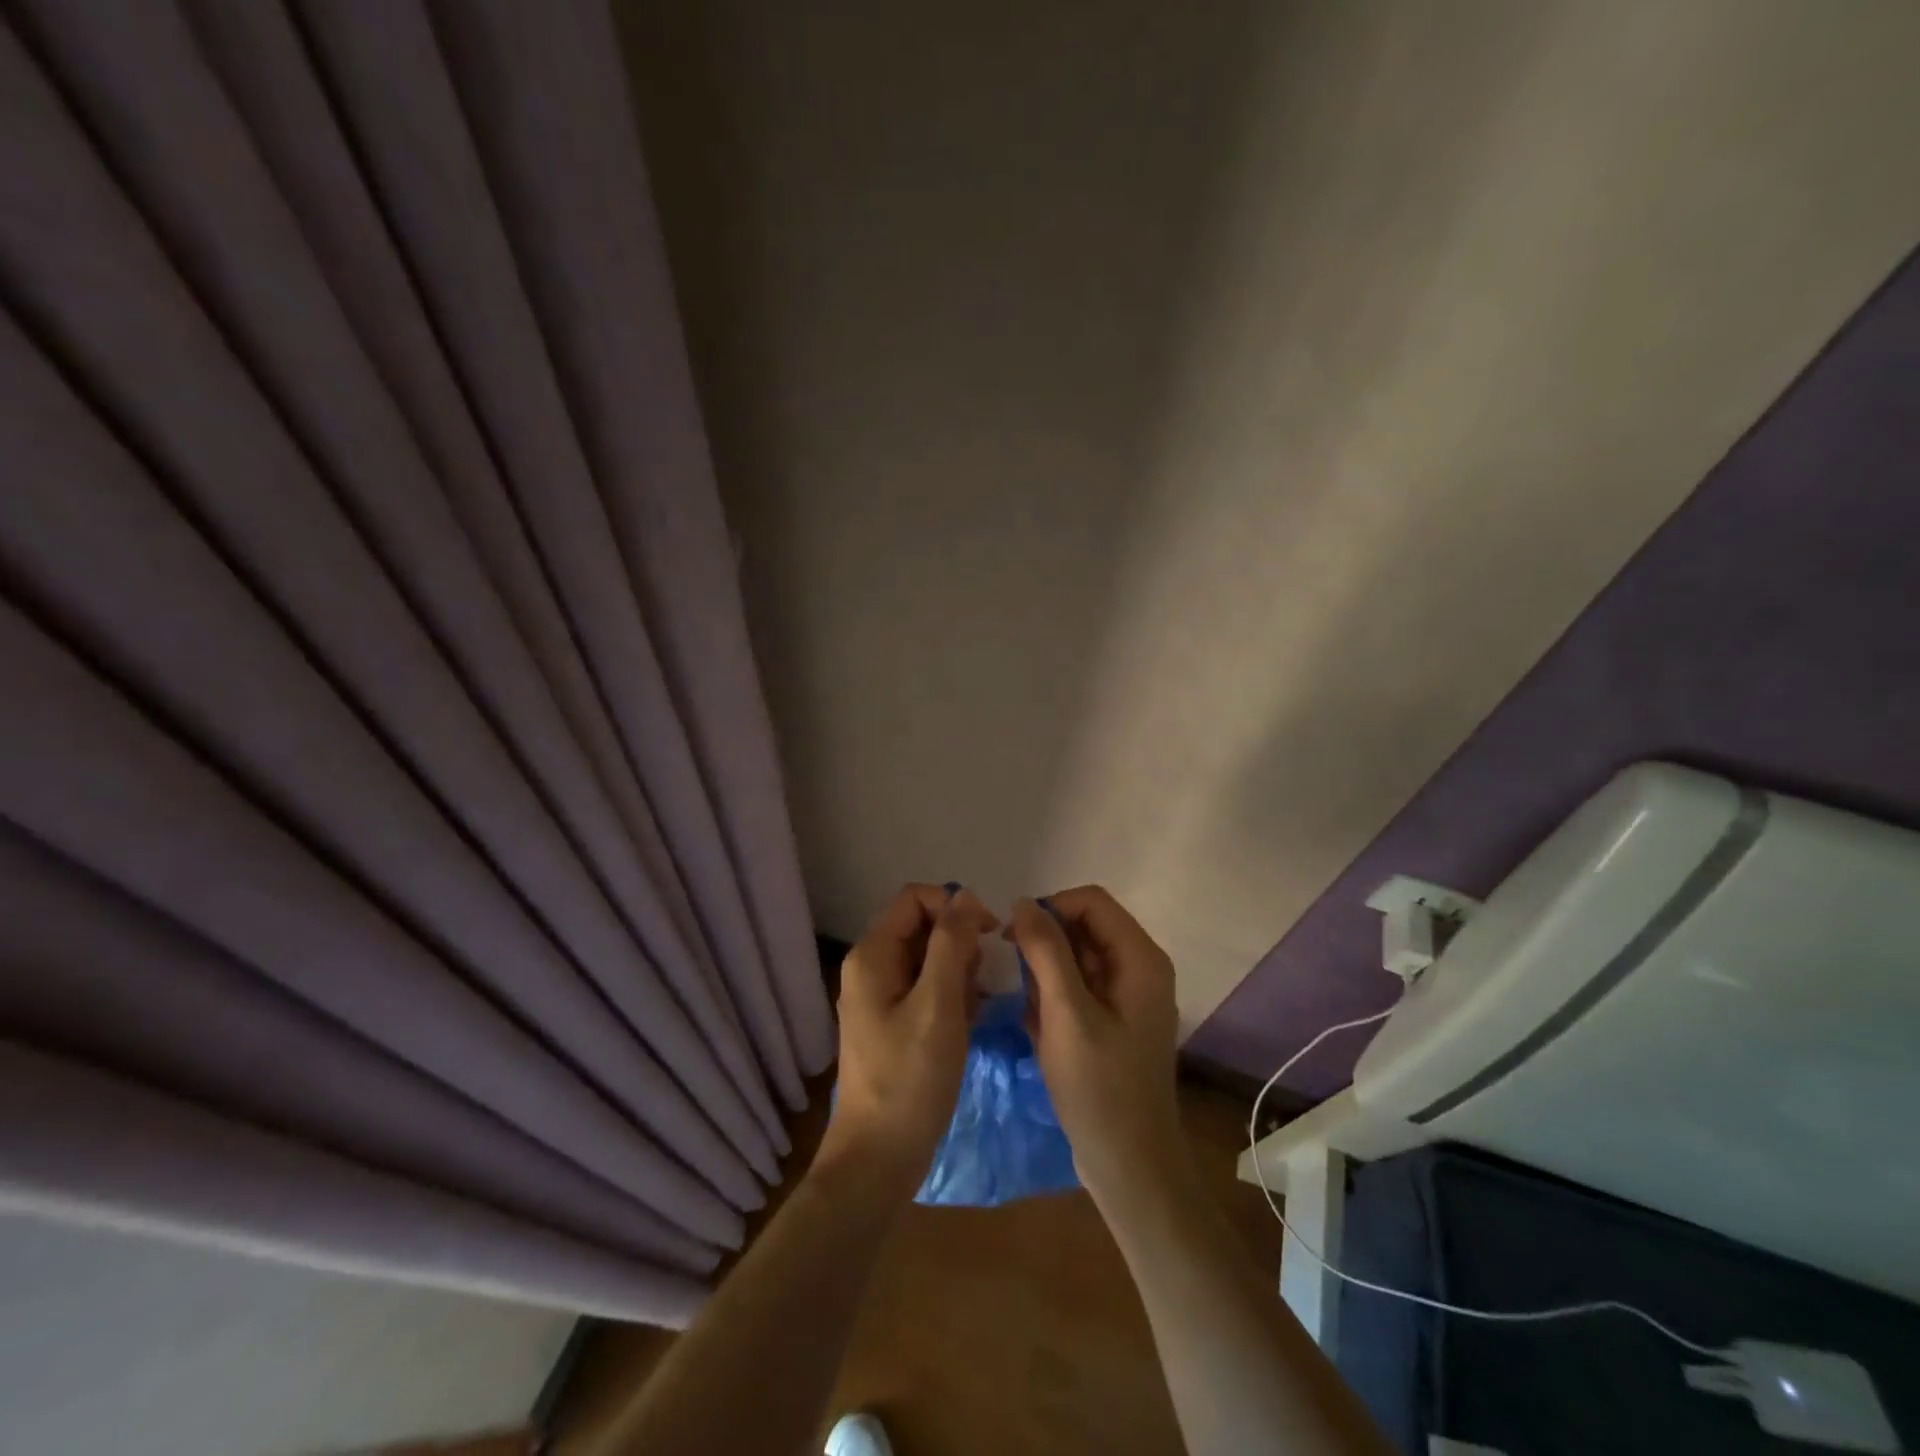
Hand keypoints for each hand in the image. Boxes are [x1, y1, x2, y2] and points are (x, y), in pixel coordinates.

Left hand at [820, 884, 997, 1200]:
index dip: (955, 906)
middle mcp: (871, 966)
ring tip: (973, 1009)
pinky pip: (927, 988)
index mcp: (872, 954)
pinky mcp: (893, 1022)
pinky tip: (968, 1023)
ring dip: (959, 973)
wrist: (878, 1159)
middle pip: (923, 927)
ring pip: (929, 958)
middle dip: (959, 944)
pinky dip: (951, 996)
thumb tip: (964, 896)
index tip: (990, 934)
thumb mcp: (938, 1004)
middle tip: (979, 983)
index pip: (916, 899)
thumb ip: (951, 944)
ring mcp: (880, 996)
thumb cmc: (910, 1079)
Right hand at [1009, 887, 1184, 1204]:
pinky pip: (1076, 989)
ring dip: (1045, 979)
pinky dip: (1053, 1001)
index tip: (1012, 937)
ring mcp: (1127, 997)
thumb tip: (1024, 903)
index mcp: (1140, 958)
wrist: (1129, 1166)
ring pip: (1075, 960)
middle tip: (1017, 982)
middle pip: (1082, 928)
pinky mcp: (1113, 1021)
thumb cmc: (1099, 1087)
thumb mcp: (1066, 1013)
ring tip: (1032, 1015)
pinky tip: (1040, 1032)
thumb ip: (1045, 951)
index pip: (1090, 901)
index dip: (1049, 909)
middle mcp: (1139, 968)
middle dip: (1044, 948)